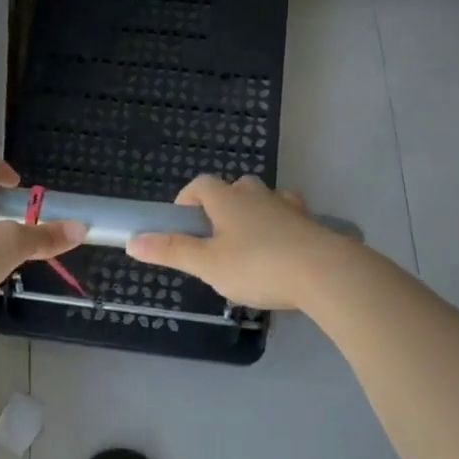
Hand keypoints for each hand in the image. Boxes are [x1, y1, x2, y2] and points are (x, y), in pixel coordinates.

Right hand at [125, 174, 349, 310]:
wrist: (325, 273)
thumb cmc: (258, 266)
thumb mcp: (207, 264)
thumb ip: (171, 251)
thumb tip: (132, 241)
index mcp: (227, 200)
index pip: (200, 184)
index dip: (187, 200)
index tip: (182, 224)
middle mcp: (257, 195)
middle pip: (234, 189)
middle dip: (222, 207)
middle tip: (215, 240)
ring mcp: (288, 208)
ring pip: (265, 201)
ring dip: (253, 216)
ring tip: (248, 247)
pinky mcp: (312, 225)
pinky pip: (290, 219)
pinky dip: (281, 229)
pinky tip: (281, 253)